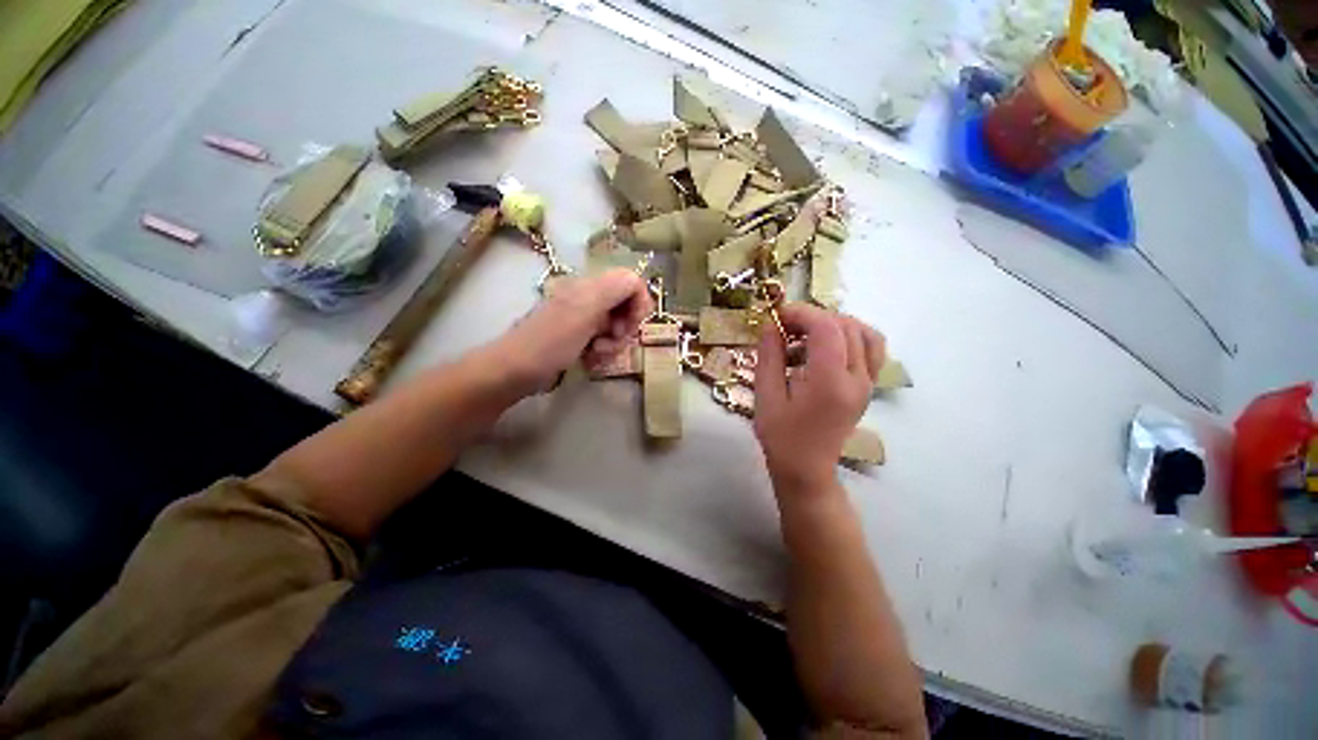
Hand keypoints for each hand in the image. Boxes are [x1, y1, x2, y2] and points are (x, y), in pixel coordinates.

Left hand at [490, 269, 652, 394]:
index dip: (640, 302)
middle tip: (615, 340)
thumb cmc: (551, 342)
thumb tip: (637, 283)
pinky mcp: (579, 337)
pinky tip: (591, 360)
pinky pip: (604, 341)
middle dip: (627, 327)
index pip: (632, 282)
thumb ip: (615, 289)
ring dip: (615, 343)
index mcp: (591, 286)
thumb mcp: (586, 310)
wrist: (515, 370)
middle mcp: (590, 298)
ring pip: (618, 326)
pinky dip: (603, 351)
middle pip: (627, 305)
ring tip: (598, 353)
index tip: (633, 325)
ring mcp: (584, 318)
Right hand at [754, 304, 885, 494]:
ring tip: (807, 334)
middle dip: (813, 317)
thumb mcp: (765, 396)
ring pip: (864, 332)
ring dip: (834, 324)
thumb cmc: (781, 436)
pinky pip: (871, 348)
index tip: (777, 317)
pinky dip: (850, 336)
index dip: (801, 313)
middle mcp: (857, 379)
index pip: (826, 328)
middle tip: (785, 327)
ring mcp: (868, 383)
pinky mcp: (868, 387)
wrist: (807, 469)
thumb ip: (769, 356)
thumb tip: (770, 324)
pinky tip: (826, 346)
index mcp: (829, 383)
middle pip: (846, 326)